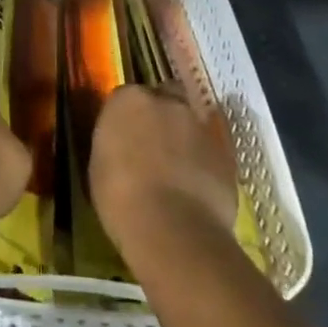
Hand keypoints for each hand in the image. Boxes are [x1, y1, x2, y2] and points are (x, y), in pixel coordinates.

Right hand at [89, 84, 238, 248]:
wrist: (172, 229)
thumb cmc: (120, 197)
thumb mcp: (101, 164)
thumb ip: (115, 142)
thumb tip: (125, 145)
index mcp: (128, 100)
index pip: (128, 97)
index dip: (129, 117)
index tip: (126, 137)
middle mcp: (166, 101)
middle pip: (165, 98)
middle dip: (162, 115)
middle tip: (155, 145)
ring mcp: (199, 124)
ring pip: (192, 121)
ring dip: (185, 136)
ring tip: (179, 168)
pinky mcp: (227, 152)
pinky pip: (212, 149)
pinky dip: (205, 160)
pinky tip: (198, 186)